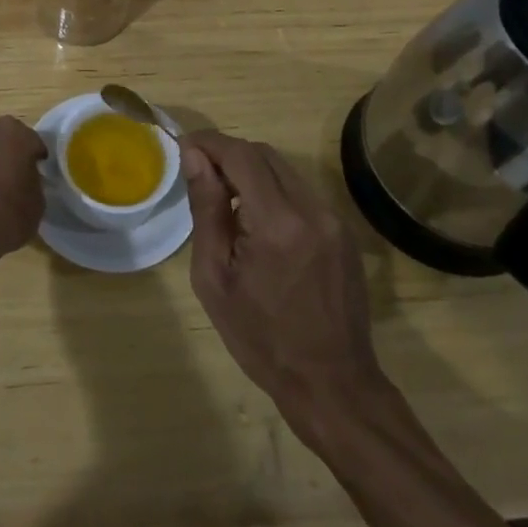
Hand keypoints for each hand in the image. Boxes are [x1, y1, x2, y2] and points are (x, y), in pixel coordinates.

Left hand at [0, 116, 46, 272]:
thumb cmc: (7, 216)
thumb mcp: (37, 204)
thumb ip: (33, 182)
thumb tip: (25, 181)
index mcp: (15, 133)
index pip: (32, 142)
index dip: (35, 159)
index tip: (36, 175)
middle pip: (1, 139)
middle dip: (6, 154)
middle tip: (11, 178)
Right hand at [182, 131, 388, 438]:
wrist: (331, 384)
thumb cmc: (261, 338)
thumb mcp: (214, 278)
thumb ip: (206, 210)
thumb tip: (194, 158)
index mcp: (277, 223)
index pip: (241, 155)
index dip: (209, 143)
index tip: (184, 147)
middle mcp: (312, 210)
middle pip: (264, 154)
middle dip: (228, 154)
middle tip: (199, 175)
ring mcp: (333, 220)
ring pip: (284, 170)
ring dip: (251, 171)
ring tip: (224, 200)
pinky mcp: (343, 232)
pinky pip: (301, 192)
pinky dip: (273, 191)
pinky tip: (256, 222)